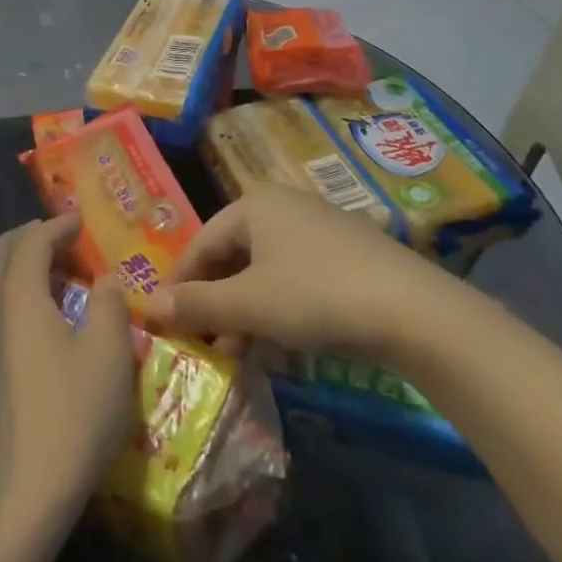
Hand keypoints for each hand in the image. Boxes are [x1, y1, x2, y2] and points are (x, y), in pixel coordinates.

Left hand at [0, 216, 136, 539]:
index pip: (32, 240)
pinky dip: (6, 292)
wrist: (15, 498)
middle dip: (27, 237)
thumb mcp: (109, 355)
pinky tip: (32, 315)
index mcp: (16, 292)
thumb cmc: (70, 417)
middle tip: (59, 239)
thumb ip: (111, 305)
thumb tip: (105, 280)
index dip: (57, 225)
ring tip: (49, 273)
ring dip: (14, 263)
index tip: (79, 220)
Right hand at [147, 188, 467, 362]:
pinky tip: (280, 350)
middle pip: (234, 257)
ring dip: (246, 315)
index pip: (201, 242)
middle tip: (202, 345)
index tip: (164, 322)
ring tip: (238, 357)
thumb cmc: (316, 295)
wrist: (415, 312)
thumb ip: (196, 305)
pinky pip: (296, 281)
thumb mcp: (249, 304)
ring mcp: (319, 231)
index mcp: (254, 204)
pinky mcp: (348, 258)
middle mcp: (284, 207)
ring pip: (266, 273)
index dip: (180, 283)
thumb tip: (146, 306)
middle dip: (216, 304)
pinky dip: (280, 313)